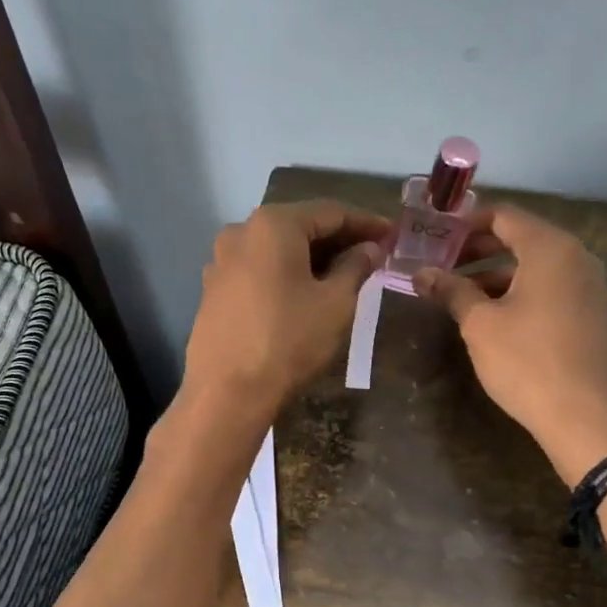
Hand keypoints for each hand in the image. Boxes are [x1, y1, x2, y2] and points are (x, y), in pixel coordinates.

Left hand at [182, 199, 390, 427]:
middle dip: (338, 240)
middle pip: (300, 227)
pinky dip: (286, 275)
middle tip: (373, 254)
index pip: (331, 212)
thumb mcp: (335, 303)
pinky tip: (305, 294)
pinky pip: (259, 272)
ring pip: (277, 250)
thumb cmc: (289, 341)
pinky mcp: (213, 291)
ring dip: (312, 258)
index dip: (366, 223)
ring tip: (343, 275)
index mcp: (273, 224)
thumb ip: (356, 267)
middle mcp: (241, 232)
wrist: (227, 393)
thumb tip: (369, 248)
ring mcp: (221, 262)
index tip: (393, 234)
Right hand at [416, 206, 606, 483]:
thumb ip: (451, 291)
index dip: (466, 225)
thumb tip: (421, 274)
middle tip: (442, 267)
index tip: (436, 239)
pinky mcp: (591, 314)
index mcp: (550, 248)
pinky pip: (551, 289)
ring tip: (460, 297)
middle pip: (521, 238)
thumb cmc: (526, 361)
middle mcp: (576, 258)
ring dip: (496, 275)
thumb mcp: (479, 324)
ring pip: (535, 267)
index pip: (503, 216)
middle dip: (478, 251)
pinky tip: (494, 318)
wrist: (582, 416)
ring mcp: (588, 287)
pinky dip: (520, 293)